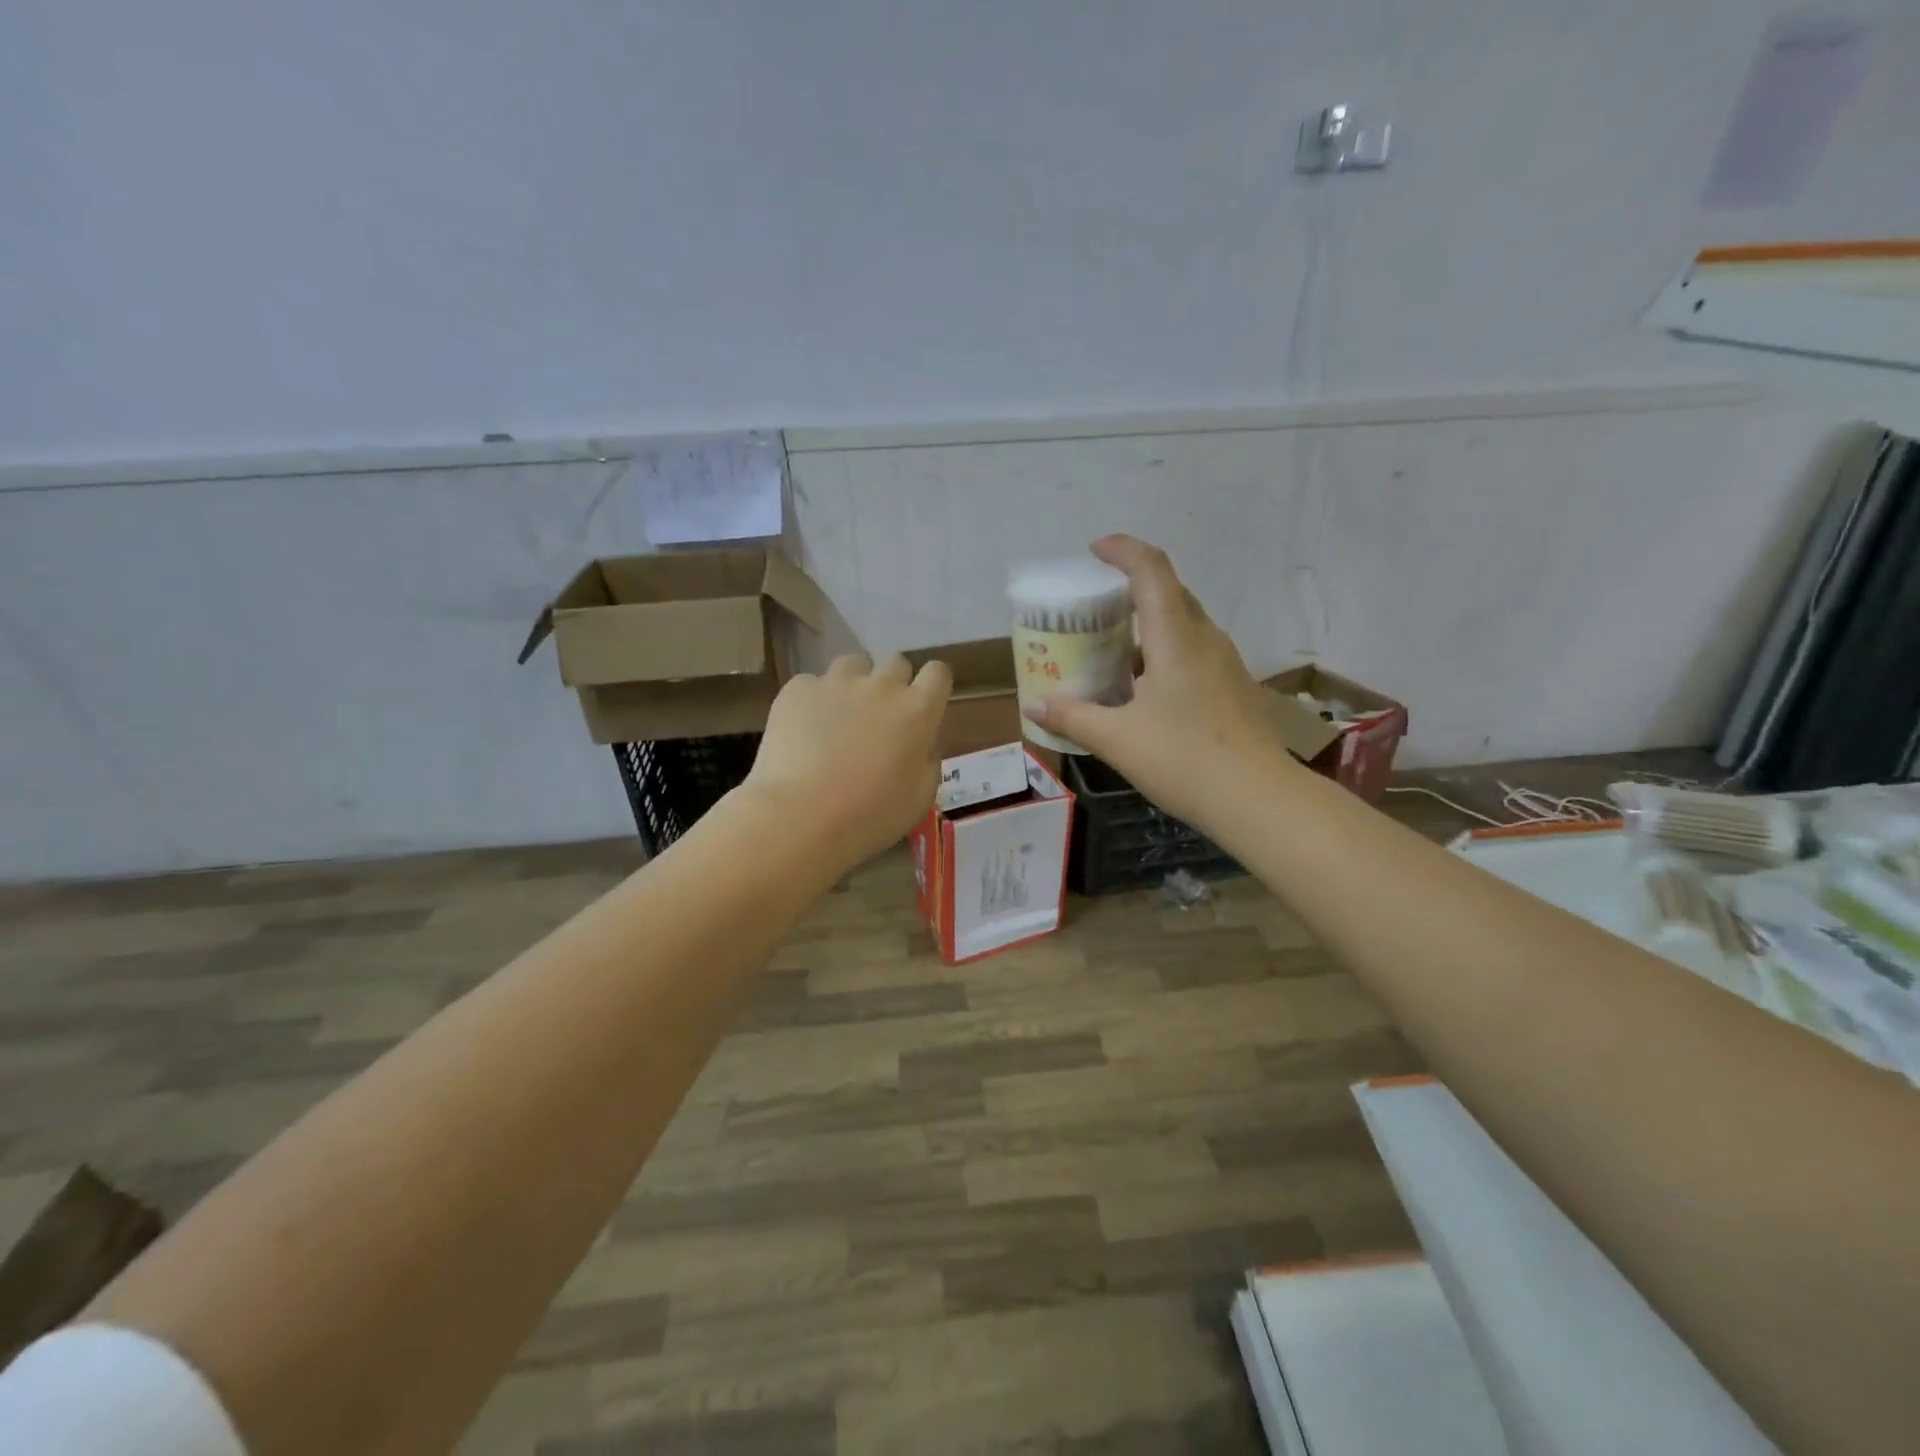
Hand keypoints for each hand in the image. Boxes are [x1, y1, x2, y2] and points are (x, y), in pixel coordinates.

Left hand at [744, 652, 953, 868]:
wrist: (799, 816)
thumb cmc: (869, 816)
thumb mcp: (920, 798)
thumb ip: (928, 760)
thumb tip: (922, 743)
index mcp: (918, 710)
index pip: (938, 673)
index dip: (932, 686)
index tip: (923, 705)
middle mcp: (881, 685)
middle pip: (896, 661)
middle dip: (892, 682)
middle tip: (880, 716)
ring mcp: (836, 682)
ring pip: (852, 664)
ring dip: (853, 684)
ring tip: (839, 716)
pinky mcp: (797, 689)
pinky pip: (811, 684)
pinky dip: (812, 701)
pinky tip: (802, 730)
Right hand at [1025, 535, 1291, 828]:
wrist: (1259, 800)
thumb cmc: (1185, 760)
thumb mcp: (1117, 740)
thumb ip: (1073, 717)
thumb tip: (1034, 705)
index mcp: (1176, 637)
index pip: (1151, 570)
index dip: (1123, 549)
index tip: (1095, 550)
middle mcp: (1204, 639)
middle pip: (1169, 592)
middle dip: (1131, 586)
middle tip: (1094, 606)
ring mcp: (1224, 663)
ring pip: (1182, 623)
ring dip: (1148, 622)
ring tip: (1111, 647)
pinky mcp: (1232, 687)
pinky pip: (1192, 650)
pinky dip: (1162, 651)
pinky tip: (1142, 687)